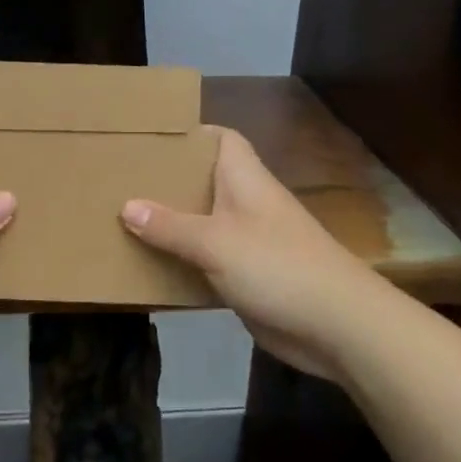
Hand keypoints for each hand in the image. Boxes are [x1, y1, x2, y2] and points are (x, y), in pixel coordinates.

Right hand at [121, 127, 372, 376]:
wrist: (338, 327)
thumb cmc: (277, 266)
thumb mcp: (215, 242)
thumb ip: (169, 226)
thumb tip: (126, 206)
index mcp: (245, 180)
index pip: (222, 139)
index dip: (192, 134)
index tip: (152, 138)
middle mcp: (247, 204)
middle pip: (205, 181)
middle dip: (168, 181)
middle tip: (122, 180)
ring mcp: (249, 242)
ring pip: (203, 222)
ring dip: (172, 224)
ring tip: (124, 219)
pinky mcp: (248, 276)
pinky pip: (208, 260)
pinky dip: (183, 261)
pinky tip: (151, 266)